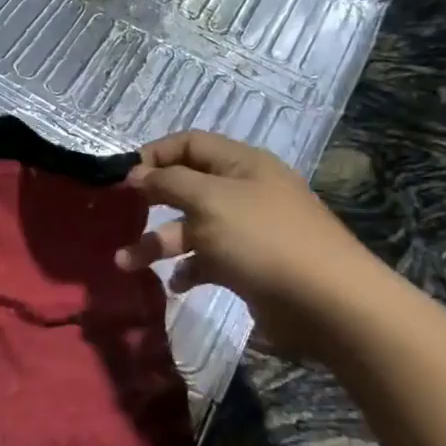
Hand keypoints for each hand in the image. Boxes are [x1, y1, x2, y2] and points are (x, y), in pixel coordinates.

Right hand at [114, 130, 395, 357]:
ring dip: (157, 243)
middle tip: (120, 218)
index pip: (190, 144)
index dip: (155, 155)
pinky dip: (187, 269)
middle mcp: (243, 192)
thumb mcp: (209, 200)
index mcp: (241, 164)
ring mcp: (246, 231)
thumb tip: (136, 174)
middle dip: (151, 202)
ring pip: (191, 228)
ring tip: (125, 264)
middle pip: (186, 187)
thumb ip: (168, 182)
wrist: (324, 301)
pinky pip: (207, 260)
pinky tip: (174, 284)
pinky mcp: (247, 266)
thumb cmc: (262, 239)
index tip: (124, 180)